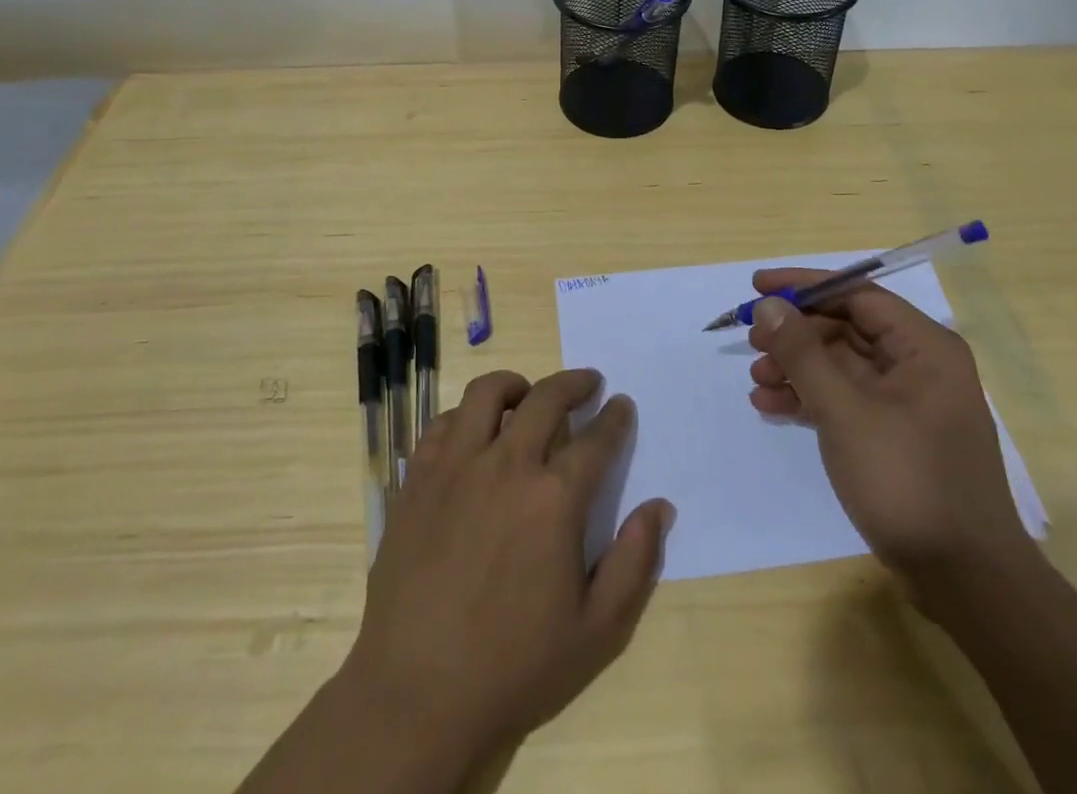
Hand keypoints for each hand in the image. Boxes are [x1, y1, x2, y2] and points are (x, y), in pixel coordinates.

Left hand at [339, 368, 674, 769]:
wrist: (417, 693)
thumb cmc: (514, 666)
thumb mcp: (597, 631)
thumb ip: (634, 562)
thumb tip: (660, 507)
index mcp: (554, 498)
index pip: (596, 439)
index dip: (614, 418)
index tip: (622, 405)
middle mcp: (507, 464)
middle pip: (546, 398)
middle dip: (574, 383)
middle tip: (588, 382)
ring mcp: (457, 465)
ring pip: (488, 393)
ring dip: (516, 385)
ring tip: (527, 394)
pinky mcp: (418, 477)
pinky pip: (444, 422)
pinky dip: (467, 415)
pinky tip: (475, 432)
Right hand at [745, 268, 1029, 596]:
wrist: (964, 580)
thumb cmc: (907, 479)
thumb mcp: (845, 410)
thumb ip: (802, 352)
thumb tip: (768, 305)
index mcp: (924, 347)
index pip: (856, 294)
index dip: (804, 286)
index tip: (757, 287)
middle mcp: (919, 365)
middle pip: (845, 328)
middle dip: (795, 335)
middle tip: (751, 342)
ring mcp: (908, 402)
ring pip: (841, 365)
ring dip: (796, 368)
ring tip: (756, 382)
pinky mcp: (895, 434)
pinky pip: (845, 398)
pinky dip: (810, 398)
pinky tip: (771, 407)